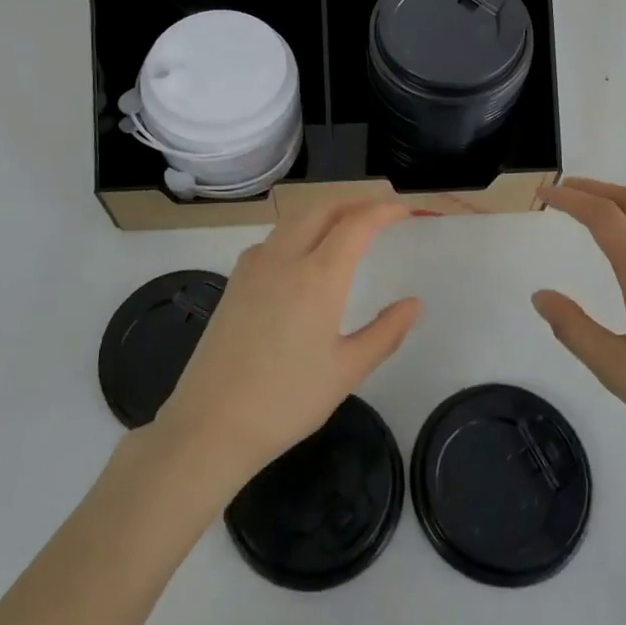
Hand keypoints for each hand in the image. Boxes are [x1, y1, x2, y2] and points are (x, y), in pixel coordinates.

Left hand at [154, 199, 420, 488]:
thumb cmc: (287, 401)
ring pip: (294, 219)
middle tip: (380, 211)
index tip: (404, 211)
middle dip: (354, 201)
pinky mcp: (235, 280)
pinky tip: (304, 254)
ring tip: (347, 225)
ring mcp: (254, 266)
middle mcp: (284, 258)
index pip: (356, 223)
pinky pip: (273, 238)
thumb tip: (414, 304)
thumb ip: (386, 332)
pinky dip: (298, 230)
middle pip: (322, 208)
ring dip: (325, 211)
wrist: (211, 423)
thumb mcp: (347, 371)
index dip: (383, 211)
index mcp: (318, 277)